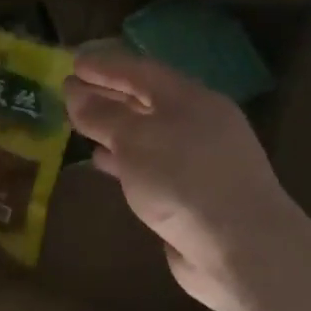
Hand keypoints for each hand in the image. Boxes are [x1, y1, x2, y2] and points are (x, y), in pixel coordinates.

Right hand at [64, 48, 302, 310]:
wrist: (240, 249)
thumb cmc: (184, 180)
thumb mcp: (134, 140)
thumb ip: (101, 114)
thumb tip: (74, 92)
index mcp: (190, 99)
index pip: (140, 70)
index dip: (104, 65)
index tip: (72, 62)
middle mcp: (197, 123)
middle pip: (145, 99)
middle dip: (108, 93)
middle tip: (70, 90)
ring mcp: (198, 159)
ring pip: (147, 133)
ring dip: (113, 126)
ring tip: (79, 123)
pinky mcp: (192, 193)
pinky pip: (149, 164)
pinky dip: (123, 158)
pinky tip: (101, 161)